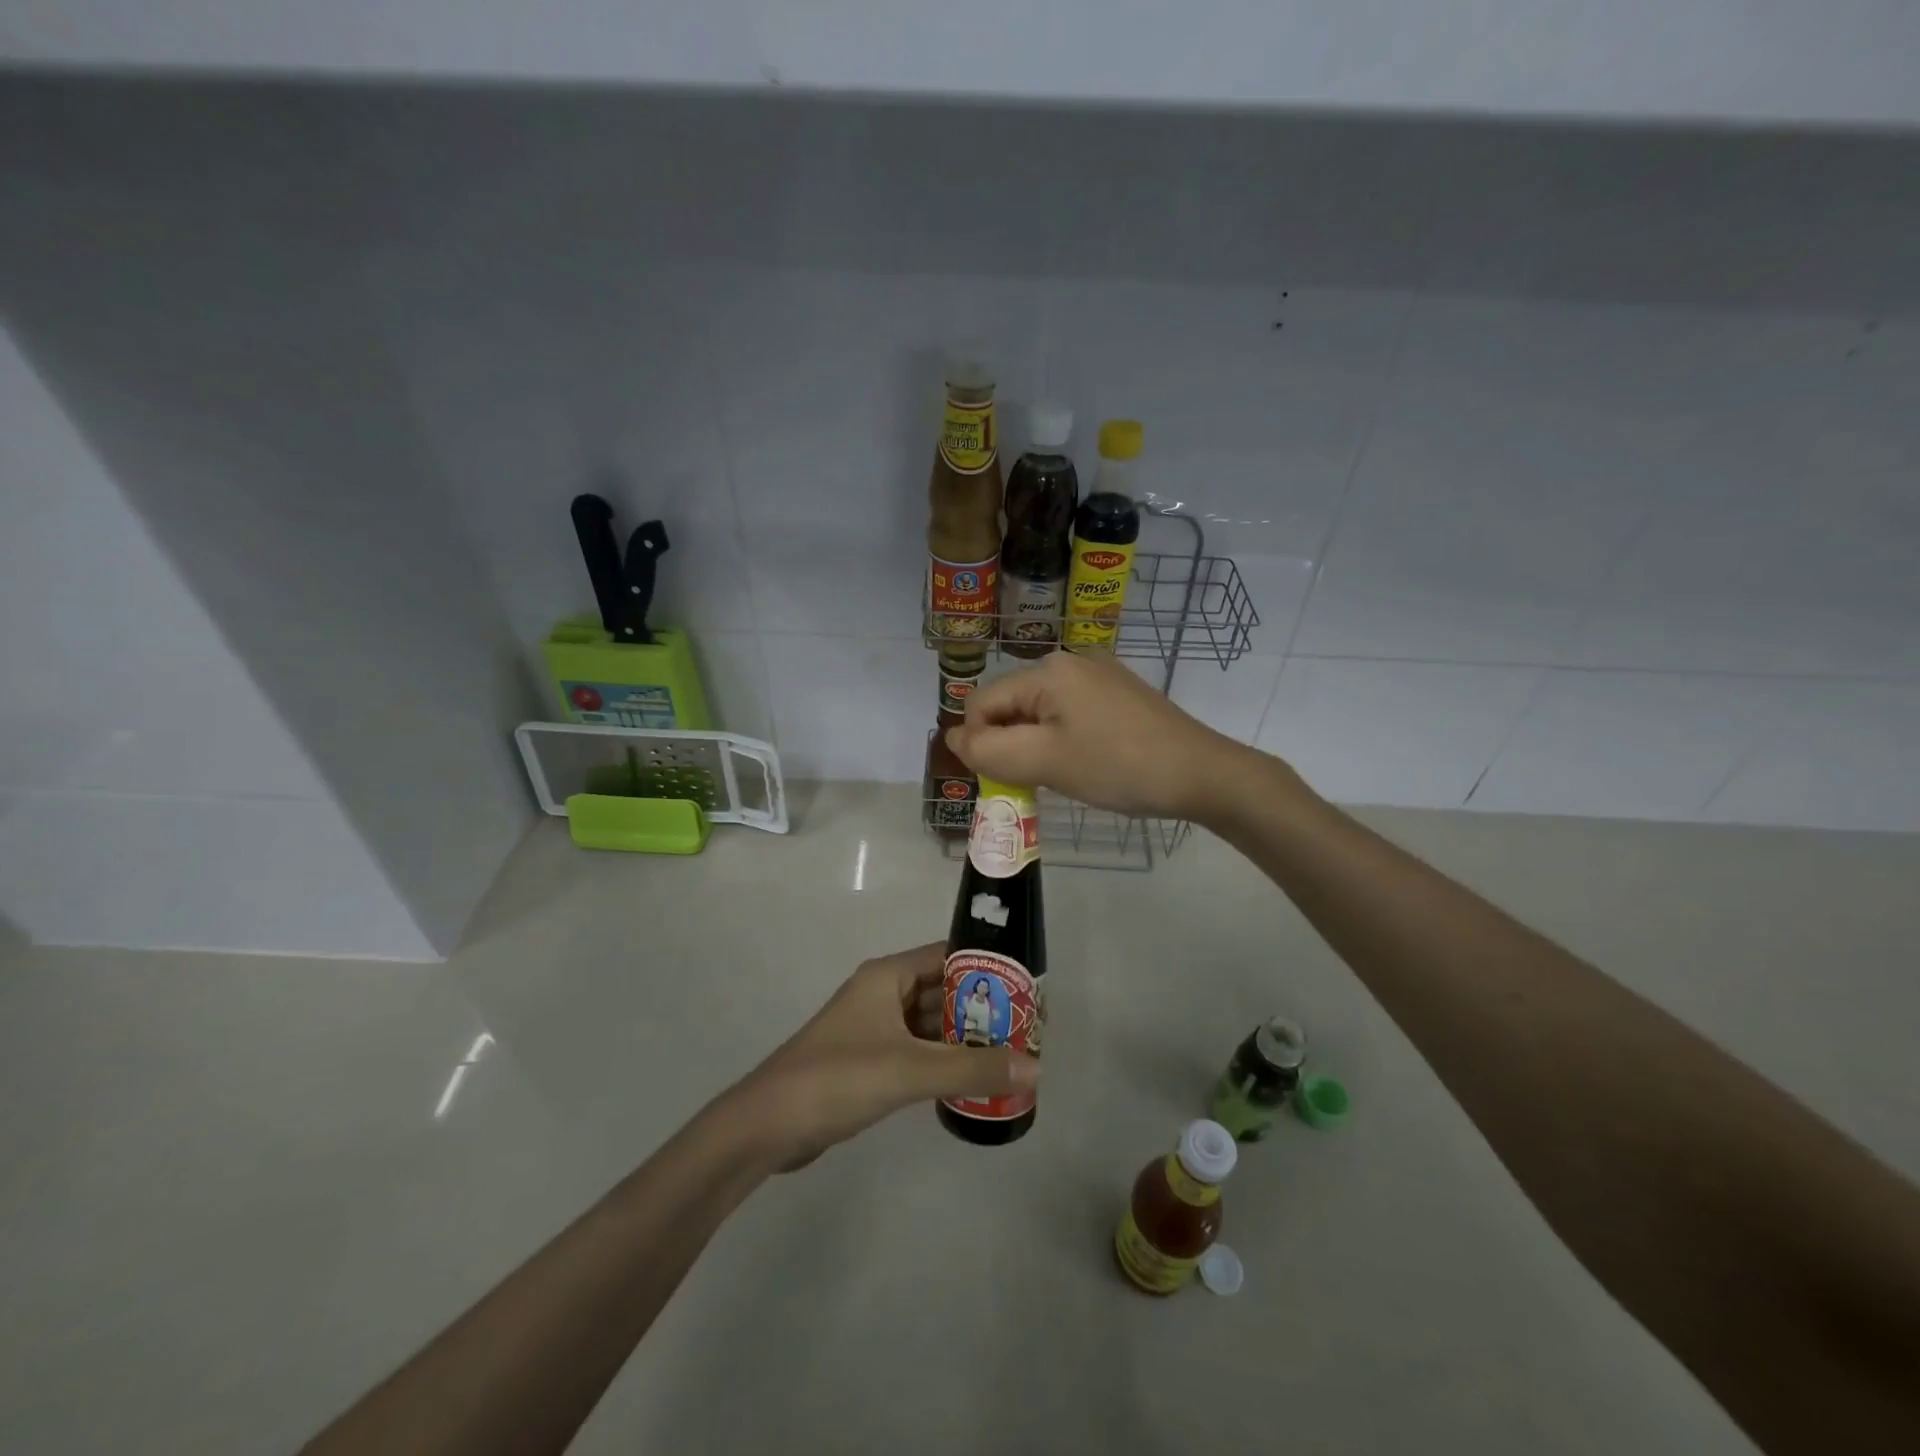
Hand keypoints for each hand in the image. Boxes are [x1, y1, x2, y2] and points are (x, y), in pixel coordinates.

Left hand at [722, 944, 1039, 1169]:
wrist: (768, 1125)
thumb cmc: (839, 1078)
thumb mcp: (910, 1070)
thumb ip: (972, 1069)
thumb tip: (1035, 1066)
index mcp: (888, 976)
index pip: (947, 956)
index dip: (986, 967)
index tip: (1024, 987)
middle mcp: (882, 993)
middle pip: (942, 990)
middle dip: (981, 1008)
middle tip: (1026, 1028)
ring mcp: (874, 1028)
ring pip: (930, 1023)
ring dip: (964, 1038)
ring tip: (1010, 1055)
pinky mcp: (868, 1060)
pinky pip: (917, 1050)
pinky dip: (942, 1060)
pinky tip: (971, 1080)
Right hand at [947, 651, 1243, 821]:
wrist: (1201, 773)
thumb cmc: (1118, 767)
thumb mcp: (1044, 762)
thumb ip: (989, 751)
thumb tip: (953, 737)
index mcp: (1048, 669)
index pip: (982, 703)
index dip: (982, 744)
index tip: (1006, 779)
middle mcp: (1070, 660)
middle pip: (1011, 703)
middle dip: (1011, 743)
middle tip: (1037, 780)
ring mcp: (1098, 674)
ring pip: (1040, 710)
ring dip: (1037, 744)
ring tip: (1064, 773)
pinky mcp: (1118, 692)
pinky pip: (1069, 712)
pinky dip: (1063, 738)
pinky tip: (1086, 761)